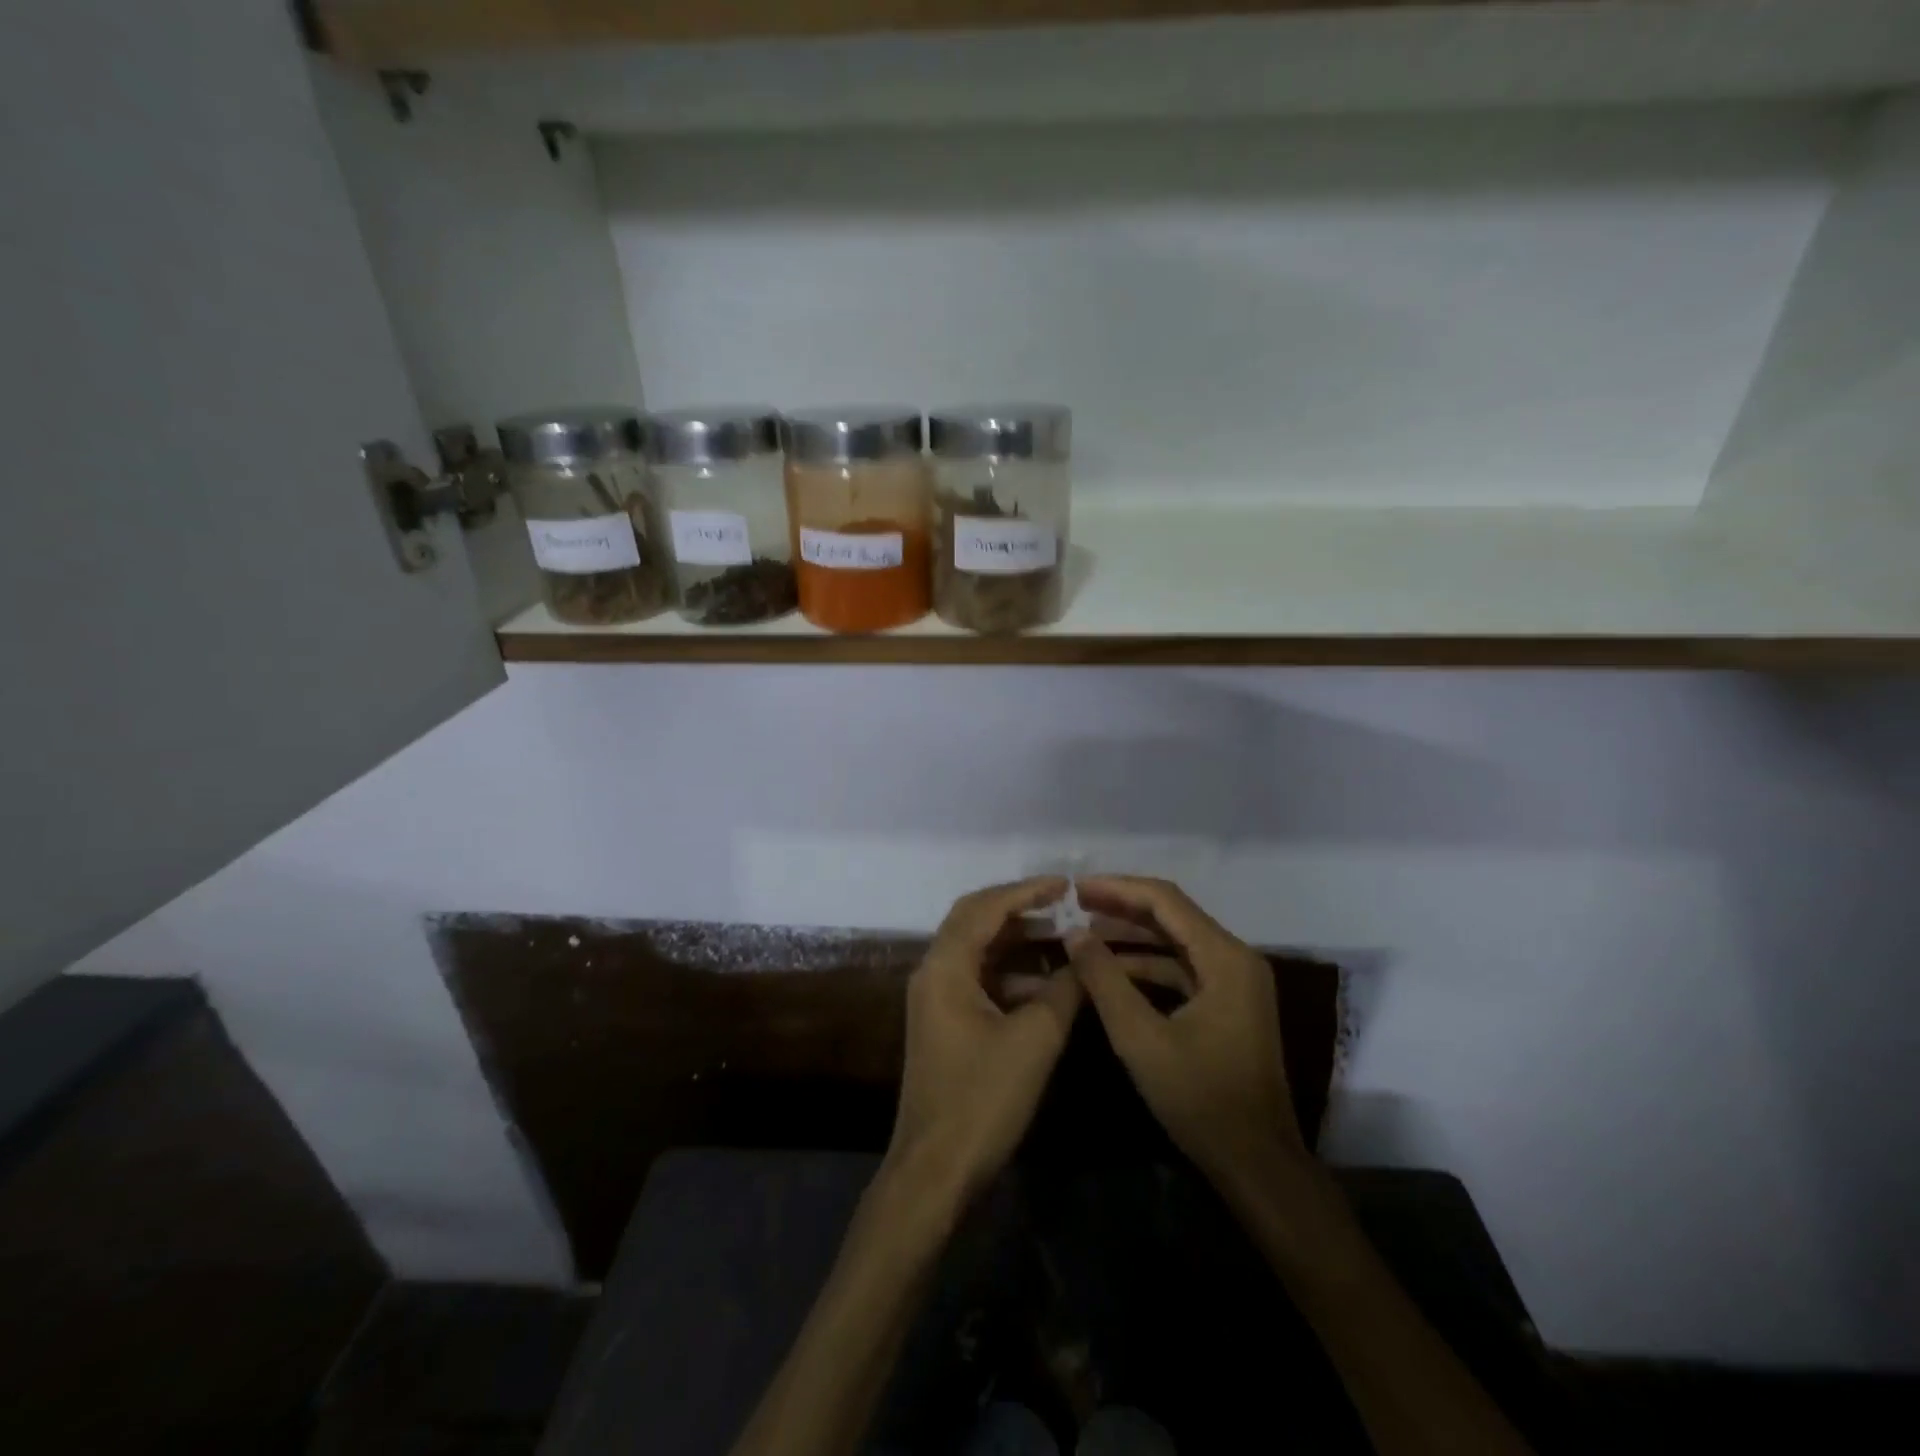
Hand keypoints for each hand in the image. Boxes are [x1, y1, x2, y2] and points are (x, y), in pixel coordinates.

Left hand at [887, 878, 1083, 1202]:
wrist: (936, 1170)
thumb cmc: (983, 1099)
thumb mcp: (1034, 1040)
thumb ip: (1064, 991)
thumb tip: (1086, 957)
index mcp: (945, 967)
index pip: (985, 909)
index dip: (1026, 891)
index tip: (1064, 884)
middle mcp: (933, 972)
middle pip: (974, 920)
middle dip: (1017, 908)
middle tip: (1060, 902)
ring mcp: (935, 999)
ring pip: (976, 951)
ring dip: (1016, 941)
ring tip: (1061, 938)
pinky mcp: (944, 1022)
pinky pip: (978, 979)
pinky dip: (1010, 973)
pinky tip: (1046, 984)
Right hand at [1067, 876, 1305, 1182]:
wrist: (1257, 1164)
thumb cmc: (1200, 1099)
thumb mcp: (1140, 1038)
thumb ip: (1105, 980)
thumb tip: (1074, 934)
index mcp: (1225, 958)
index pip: (1165, 901)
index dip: (1117, 888)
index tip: (1076, 888)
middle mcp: (1236, 958)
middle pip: (1173, 915)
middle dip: (1122, 906)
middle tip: (1075, 903)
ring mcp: (1235, 982)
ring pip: (1176, 941)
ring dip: (1132, 935)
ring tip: (1085, 931)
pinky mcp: (1228, 1004)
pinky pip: (1182, 968)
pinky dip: (1147, 965)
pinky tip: (1112, 970)